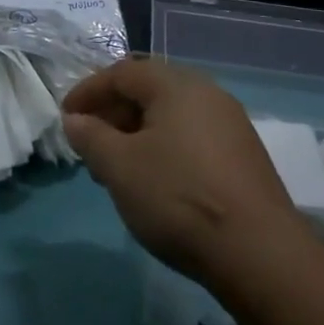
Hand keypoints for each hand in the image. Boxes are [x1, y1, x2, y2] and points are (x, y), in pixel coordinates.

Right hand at [62, 58, 296, 290]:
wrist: (258, 251)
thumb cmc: (177, 196)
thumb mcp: (119, 166)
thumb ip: (90, 136)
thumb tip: (75, 120)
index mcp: (177, 85)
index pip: (122, 73)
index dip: (88, 91)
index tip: (65, 118)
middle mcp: (208, 93)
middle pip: (149, 90)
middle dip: (112, 113)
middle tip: (89, 144)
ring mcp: (230, 125)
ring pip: (171, 116)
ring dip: (136, 133)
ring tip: (116, 168)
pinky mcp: (243, 156)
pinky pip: (191, 137)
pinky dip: (163, 148)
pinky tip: (153, 181)